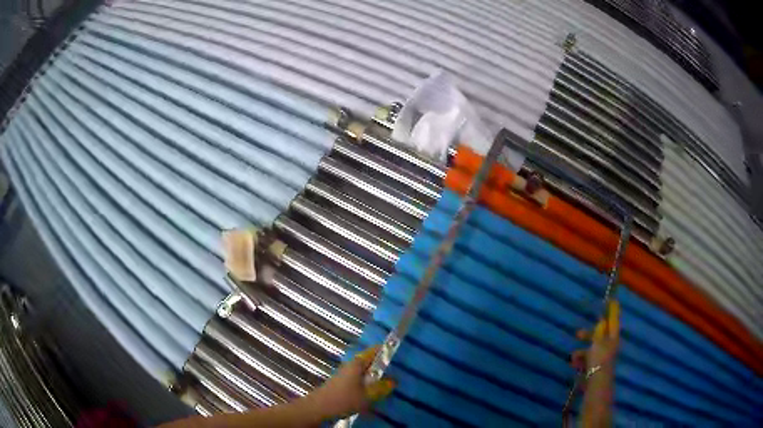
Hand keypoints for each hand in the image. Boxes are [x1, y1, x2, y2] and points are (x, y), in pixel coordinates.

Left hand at [308, 346, 395, 418]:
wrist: (318, 408)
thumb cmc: (344, 399)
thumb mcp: (367, 396)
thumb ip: (381, 388)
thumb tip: (393, 381)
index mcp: (357, 363)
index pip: (374, 351)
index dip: (386, 350)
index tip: (398, 353)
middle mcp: (351, 365)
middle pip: (369, 361)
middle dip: (382, 365)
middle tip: (397, 371)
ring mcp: (345, 374)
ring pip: (364, 371)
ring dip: (375, 375)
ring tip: (388, 382)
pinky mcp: (341, 383)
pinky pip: (358, 379)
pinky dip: (367, 382)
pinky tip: (372, 392)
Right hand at [571, 301, 619, 384]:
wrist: (596, 383)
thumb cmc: (599, 359)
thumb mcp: (598, 342)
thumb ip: (599, 331)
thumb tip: (602, 321)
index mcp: (613, 338)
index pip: (613, 321)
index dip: (612, 312)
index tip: (611, 300)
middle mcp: (609, 346)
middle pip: (600, 335)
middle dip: (588, 335)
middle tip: (577, 334)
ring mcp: (602, 357)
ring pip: (591, 349)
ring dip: (581, 351)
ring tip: (573, 357)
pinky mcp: (595, 367)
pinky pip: (587, 360)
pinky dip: (581, 360)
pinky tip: (574, 364)